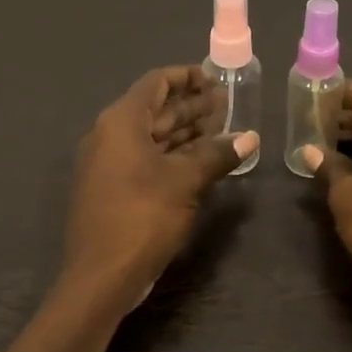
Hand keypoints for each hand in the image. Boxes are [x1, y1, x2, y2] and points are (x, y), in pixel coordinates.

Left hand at [63, 66, 257, 310]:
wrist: (101, 275)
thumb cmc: (142, 217)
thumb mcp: (185, 182)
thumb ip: (217, 155)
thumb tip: (250, 138)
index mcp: (121, 123)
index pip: (156, 83)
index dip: (187, 76)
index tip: (216, 78)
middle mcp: (109, 136)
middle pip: (155, 110)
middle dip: (191, 106)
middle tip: (227, 104)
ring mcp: (108, 165)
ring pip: (152, 138)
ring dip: (185, 132)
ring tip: (222, 129)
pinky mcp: (113, 190)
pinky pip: (146, 160)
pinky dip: (173, 156)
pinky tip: (201, 162)